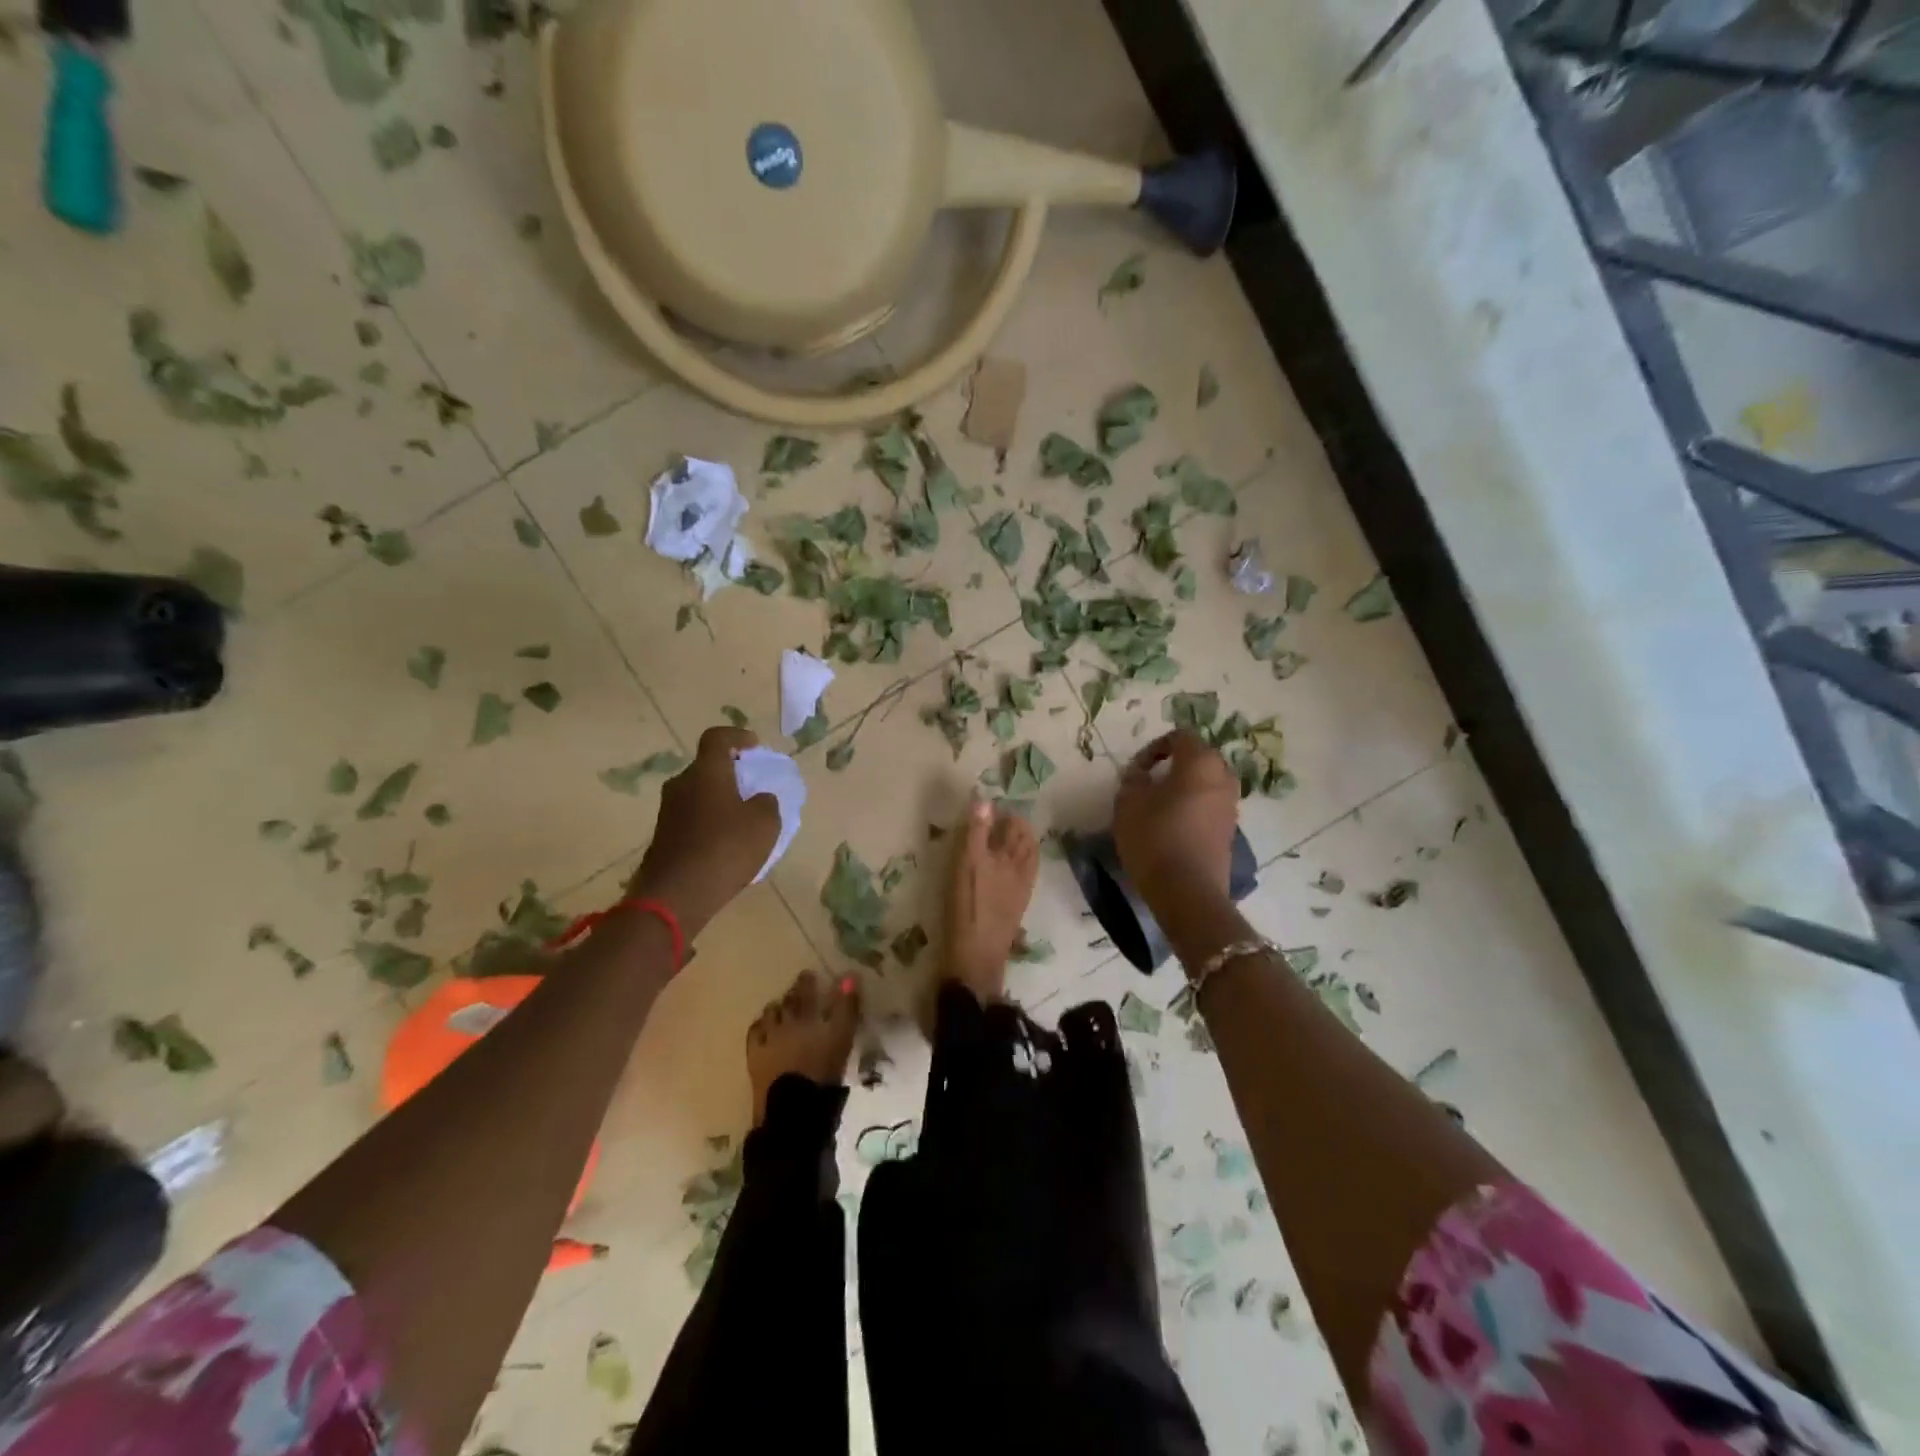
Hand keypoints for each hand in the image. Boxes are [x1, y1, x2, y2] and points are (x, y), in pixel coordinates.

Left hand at [628, 726, 779, 939]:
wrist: (676, 896)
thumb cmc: (726, 849)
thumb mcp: (765, 824)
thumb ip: (767, 803)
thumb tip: (759, 799)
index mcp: (706, 772)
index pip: (717, 737)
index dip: (737, 736)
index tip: (754, 747)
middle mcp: (682, 784)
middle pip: (707, 767)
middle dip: (731, 773)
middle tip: (753, 787)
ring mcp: (668, 812)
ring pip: (699, 794)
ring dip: (720, 800)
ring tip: (744, 820)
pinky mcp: (663, 837)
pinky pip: (692, 818)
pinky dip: (710, 823)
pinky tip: (726, 845)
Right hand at [1112, 731, 1240, 912]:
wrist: (1187, 890)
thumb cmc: (1154, 836)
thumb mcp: (1128, 801)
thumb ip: (1133, 778)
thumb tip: (1141, 774)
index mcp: (1201, 762)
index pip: (1181, 736)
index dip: (1155, 747)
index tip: (1137, 768)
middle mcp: (1223, 778)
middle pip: (1198, 759)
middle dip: (1173, 766)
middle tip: (1148, 783)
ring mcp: (1231, 807)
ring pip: (1206, 785)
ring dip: (1184, 788)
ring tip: (1158, 807)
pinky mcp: (1230, 832)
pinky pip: (1210, 808)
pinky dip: (1192, 809)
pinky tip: (1172, 828)